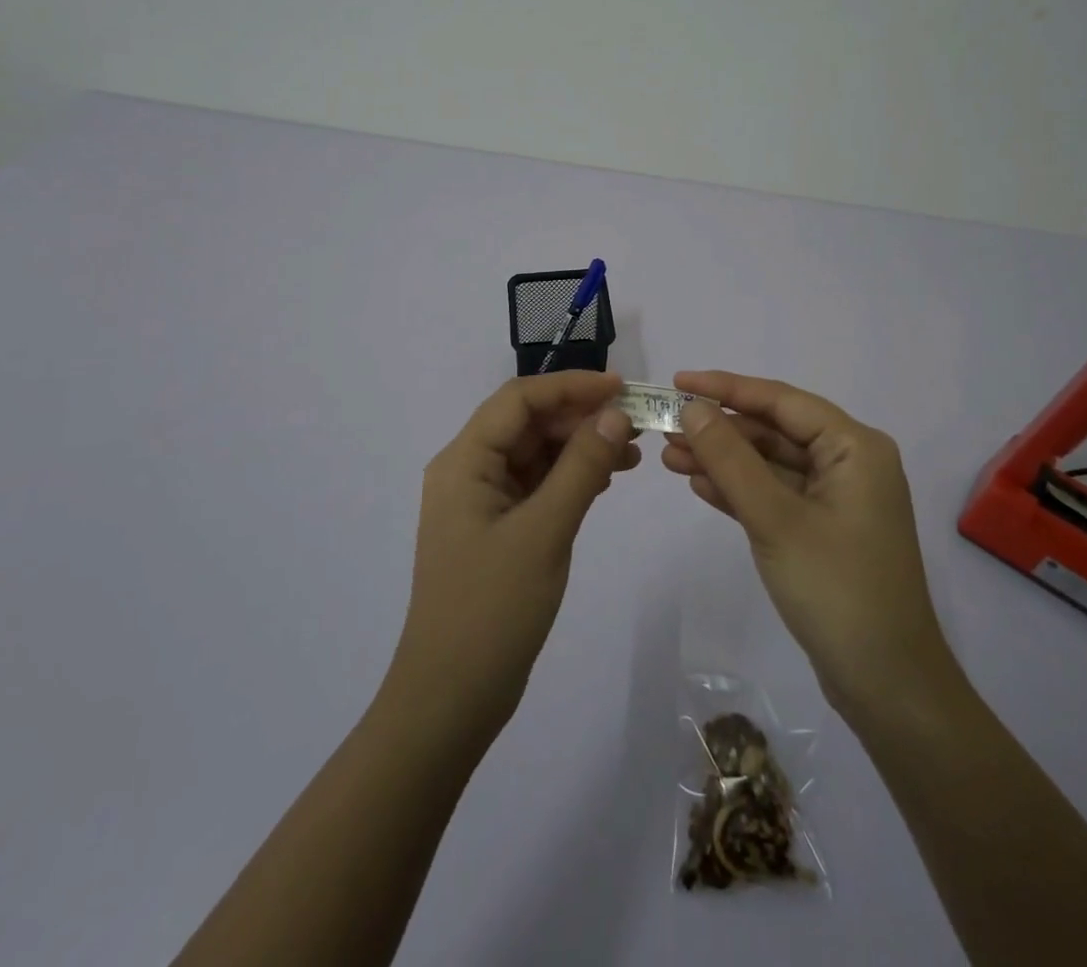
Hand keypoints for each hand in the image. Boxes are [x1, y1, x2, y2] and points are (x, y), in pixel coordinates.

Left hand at [387, 371, 639, 750]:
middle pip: (528, 423)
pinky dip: (571, 477)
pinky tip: (606, 478)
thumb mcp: (544, 532)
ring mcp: (482, 502)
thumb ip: (582, 467)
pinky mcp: (497, 529)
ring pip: (535, 454)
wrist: (450, 700)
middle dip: (580, 416)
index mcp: (464, 461)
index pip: (520, 399)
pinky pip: (537, 485)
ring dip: (580, 446)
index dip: (571, 386)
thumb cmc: (492, 610)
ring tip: (632, 452)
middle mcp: (468, 471)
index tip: (622, 388)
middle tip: (636, 423)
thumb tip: (616, 414)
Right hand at [660, 370, 955, 720]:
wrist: (887, 686)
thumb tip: (693, 408)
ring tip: (669, 457)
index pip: (781, 400)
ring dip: (723, 460)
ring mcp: (837, 499)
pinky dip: (739, 490)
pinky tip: (699, 485)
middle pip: (774, 431)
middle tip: (665, 428)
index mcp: (855, 447)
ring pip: (770, 464)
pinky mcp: (822, 530)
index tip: (678, 382)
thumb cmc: (837, 589)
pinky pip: (775, 495)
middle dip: (720, 429)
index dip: (727, 388)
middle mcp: (849, 463)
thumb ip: (731, 459)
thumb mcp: (775, 518)